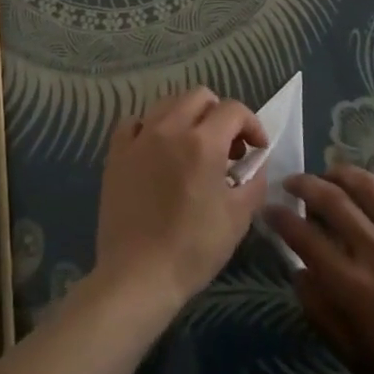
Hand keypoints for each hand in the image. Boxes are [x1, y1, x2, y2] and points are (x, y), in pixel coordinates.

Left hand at [94, 88, 268, 319]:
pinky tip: (156, 149)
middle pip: (199, 96)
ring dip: (187, 116)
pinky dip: (150, 127)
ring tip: (193, 145)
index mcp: (203, 142)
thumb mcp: (238, 218)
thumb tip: (255, 162)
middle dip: (220, 113)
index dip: (251, 124)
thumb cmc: (193, 250)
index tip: (256, 148)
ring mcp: (139, 138)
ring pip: (167, 103)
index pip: (233, 110)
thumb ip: (253, 181)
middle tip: (227, 145)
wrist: (138, 277)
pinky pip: (134, 123)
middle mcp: (170, 129)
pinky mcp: (116, 154)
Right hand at [268, 143, 373, 373]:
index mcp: (351, 283)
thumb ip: (323, 315)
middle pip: (331, 199)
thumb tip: (299, 275)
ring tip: (330, 172)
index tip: (269, 209)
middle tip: (293, 183)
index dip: (281, 218)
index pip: (303, 237)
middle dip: (304, 185)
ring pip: (368, 185)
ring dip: (342, 172)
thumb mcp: (357, 360)